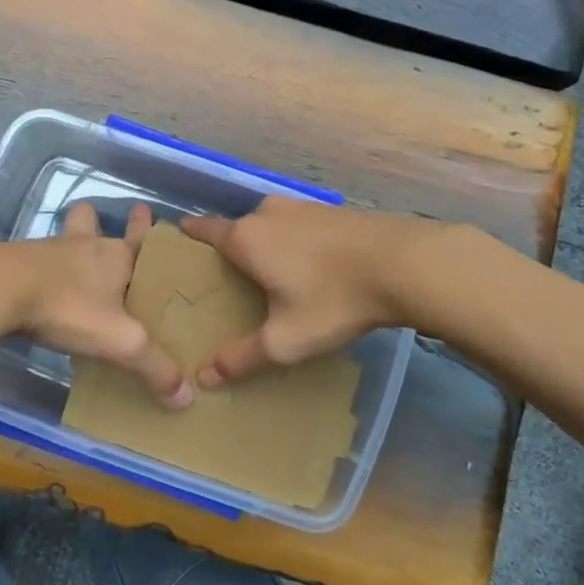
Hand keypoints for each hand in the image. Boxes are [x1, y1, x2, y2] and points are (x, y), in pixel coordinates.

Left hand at [7, 201, 191, 407]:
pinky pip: (37, 259)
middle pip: (91, 221)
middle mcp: (85, 246)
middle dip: (97, 220)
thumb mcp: (119, 342)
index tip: (146, 211)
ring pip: (64, 238)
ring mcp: (48, 250)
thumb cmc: (69, 307)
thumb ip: (154, 367)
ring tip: (69, 259)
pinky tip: (39, 287)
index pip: (139, 239)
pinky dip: (42, 268)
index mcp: (116, 256)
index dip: (144, 227)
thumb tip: (187, 397)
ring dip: (69, 244)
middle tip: (98, 222)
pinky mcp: (18, 262)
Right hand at [178, 198, 434, 386]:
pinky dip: (293, 241)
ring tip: (268, 273)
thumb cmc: (333, 299)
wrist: (405, 263)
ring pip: (270, 224)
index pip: (204, 230)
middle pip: (237, 229)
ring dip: (265, 243)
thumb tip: (204, 377)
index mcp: (246, 238)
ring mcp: (302, 207)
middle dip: (229, 249)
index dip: (189, 235)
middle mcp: (268, 213)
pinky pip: (298, 225)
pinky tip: (308, 265)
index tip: (178, 242)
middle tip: (227, 279)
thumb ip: (242, 358)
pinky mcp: (332, 210)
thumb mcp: (285, 340)